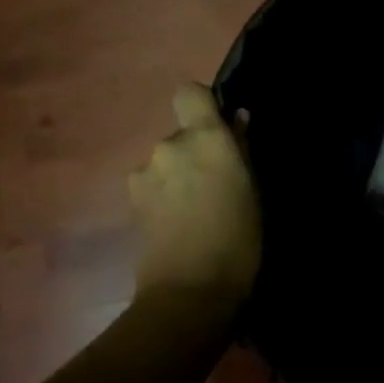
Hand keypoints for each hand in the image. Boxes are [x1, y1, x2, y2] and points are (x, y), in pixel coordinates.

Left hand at [129, 84, 259, 304]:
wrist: (190, 289)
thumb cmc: (238, 238)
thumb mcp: (252, 190)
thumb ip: (241, 149)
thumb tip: (236, 120)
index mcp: (204, 137)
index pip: (189, 93)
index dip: (201, 105)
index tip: (217, 128)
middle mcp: (168, 145)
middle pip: (179, 134)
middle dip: (193, 152)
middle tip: (213, 185)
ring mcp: (144, 173)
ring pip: (164, 162)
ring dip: (176, 175)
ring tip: (194, 210)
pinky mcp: (131, 201)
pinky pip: (152, 184)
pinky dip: (162, 196)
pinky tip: (176, 223)